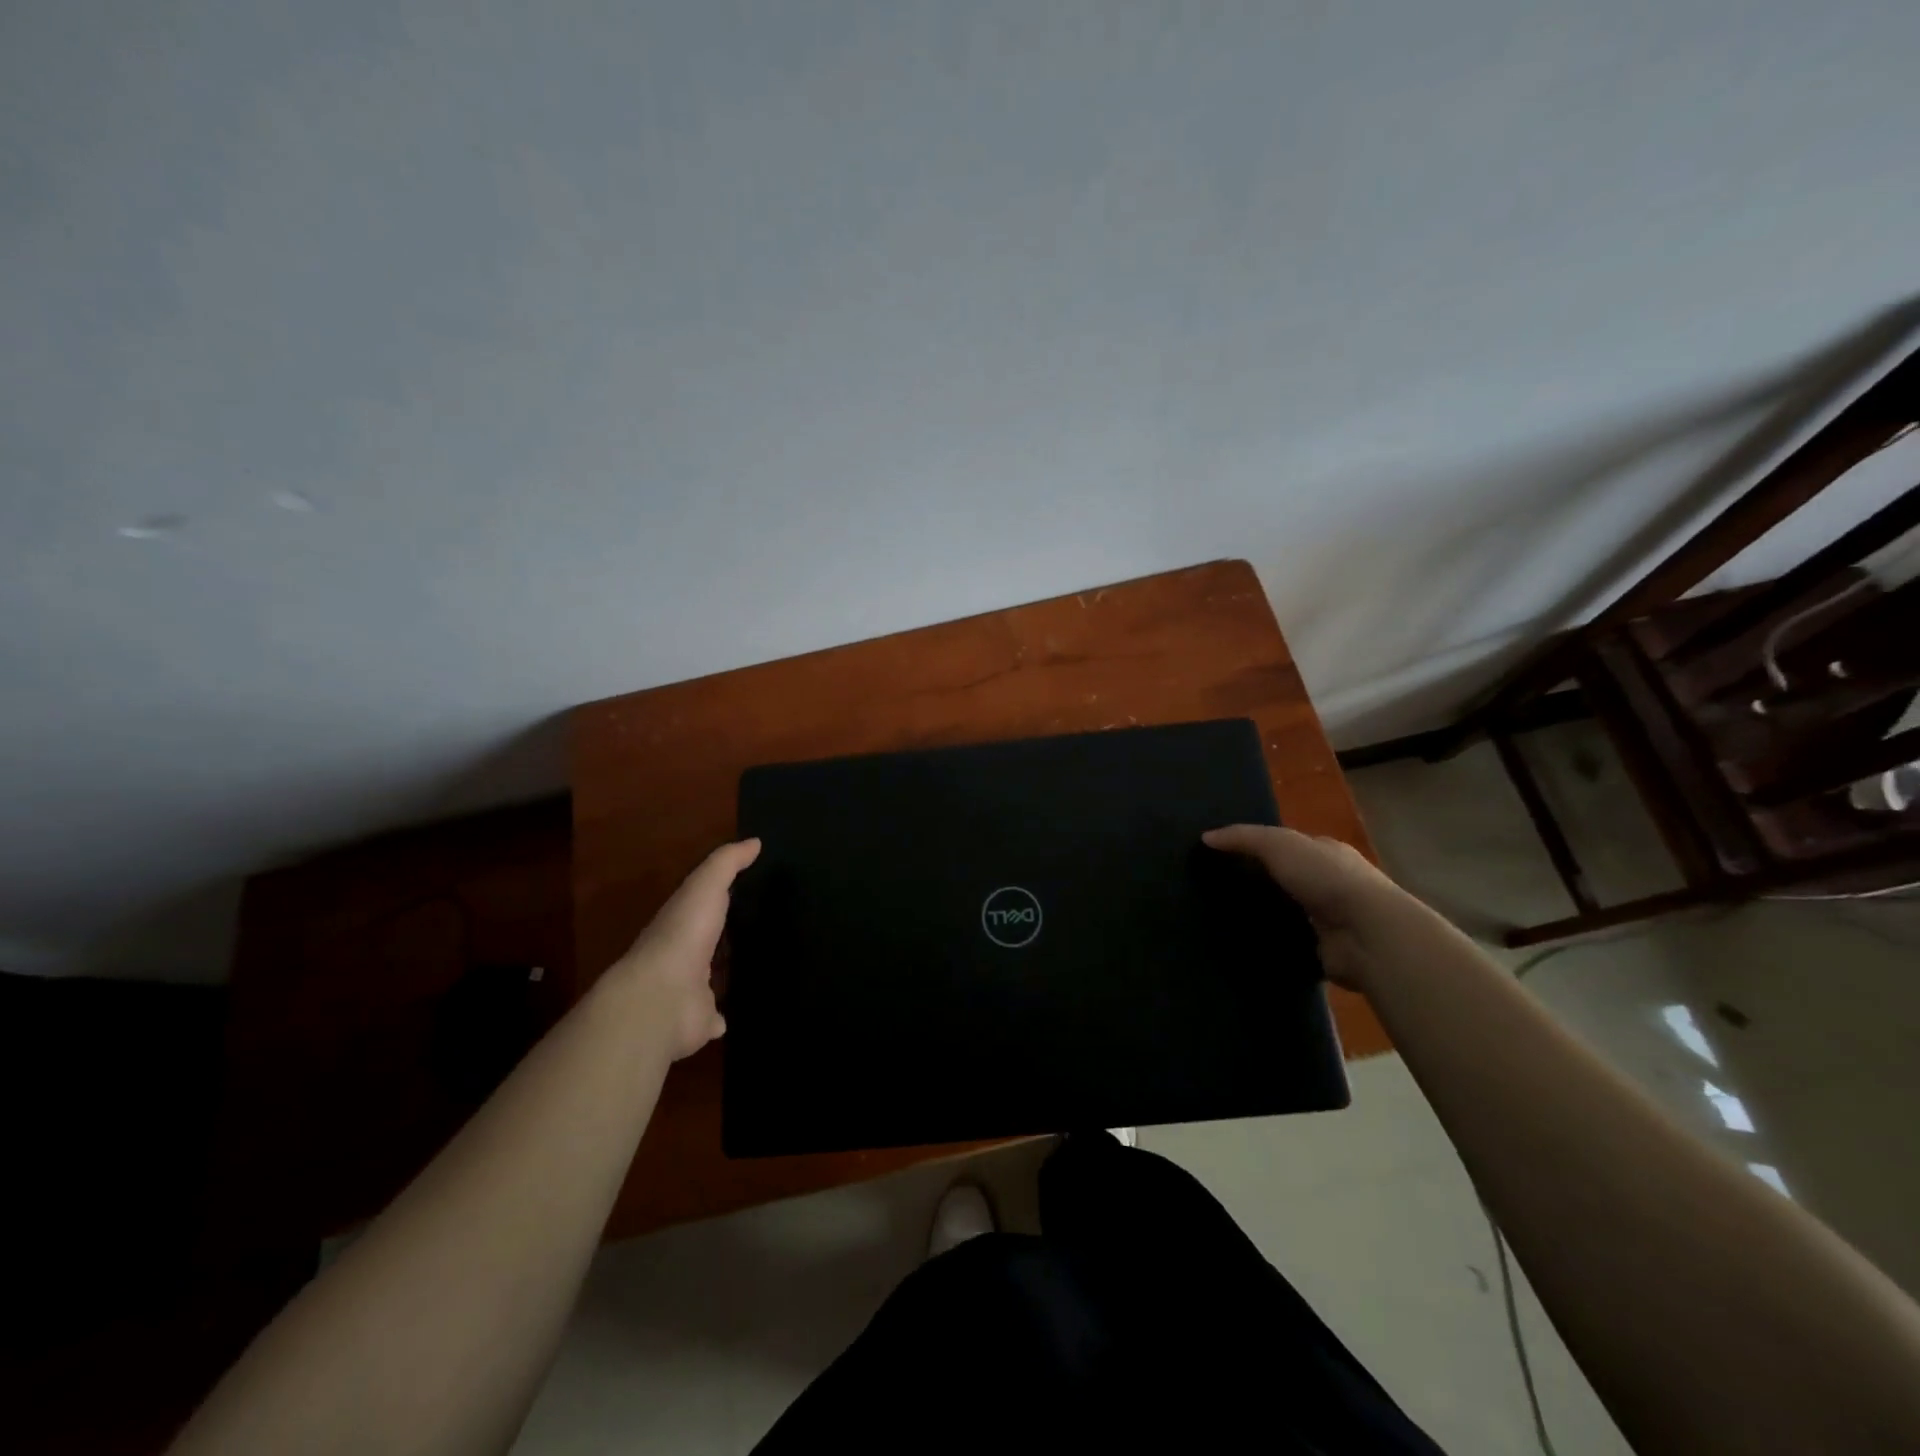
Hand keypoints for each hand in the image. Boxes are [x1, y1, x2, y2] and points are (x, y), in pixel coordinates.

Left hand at [615, 838, 760, 1060]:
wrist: (660, 999)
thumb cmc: (683, 935)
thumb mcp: (705, 886)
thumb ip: (727, 863)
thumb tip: (755, 841)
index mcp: (683, 922)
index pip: (704, 904)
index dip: (722, 896)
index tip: (753, 888)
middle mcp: (684, 955)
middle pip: (710, 943)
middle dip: (727, 936)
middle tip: (764, 928)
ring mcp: (690, 991)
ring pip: (713, 979)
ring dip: (728, 974)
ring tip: (762, 967)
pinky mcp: (701, 1021)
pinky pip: (716, 1018)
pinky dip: (724, 1017)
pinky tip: (740, 1011)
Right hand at [1201, 825, 1424, 991]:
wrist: (1367, 933)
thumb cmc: (1326, 878)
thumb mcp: (1279, 844)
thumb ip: (1244, 838)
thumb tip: (1206, 837)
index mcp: (1325, 852)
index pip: (1287, 846)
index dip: (1256, 848)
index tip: (1222, 857)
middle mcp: (1330, 883)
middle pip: (1286, 879)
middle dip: (1258, 883)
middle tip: (1215, 889)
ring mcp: (1330, 918)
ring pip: (1287, 912)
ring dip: (1264, 916)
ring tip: (1222, 919)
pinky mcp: (1324, 949)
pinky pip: (1289, 942)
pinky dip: (1271, 943)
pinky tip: (1243, 944)